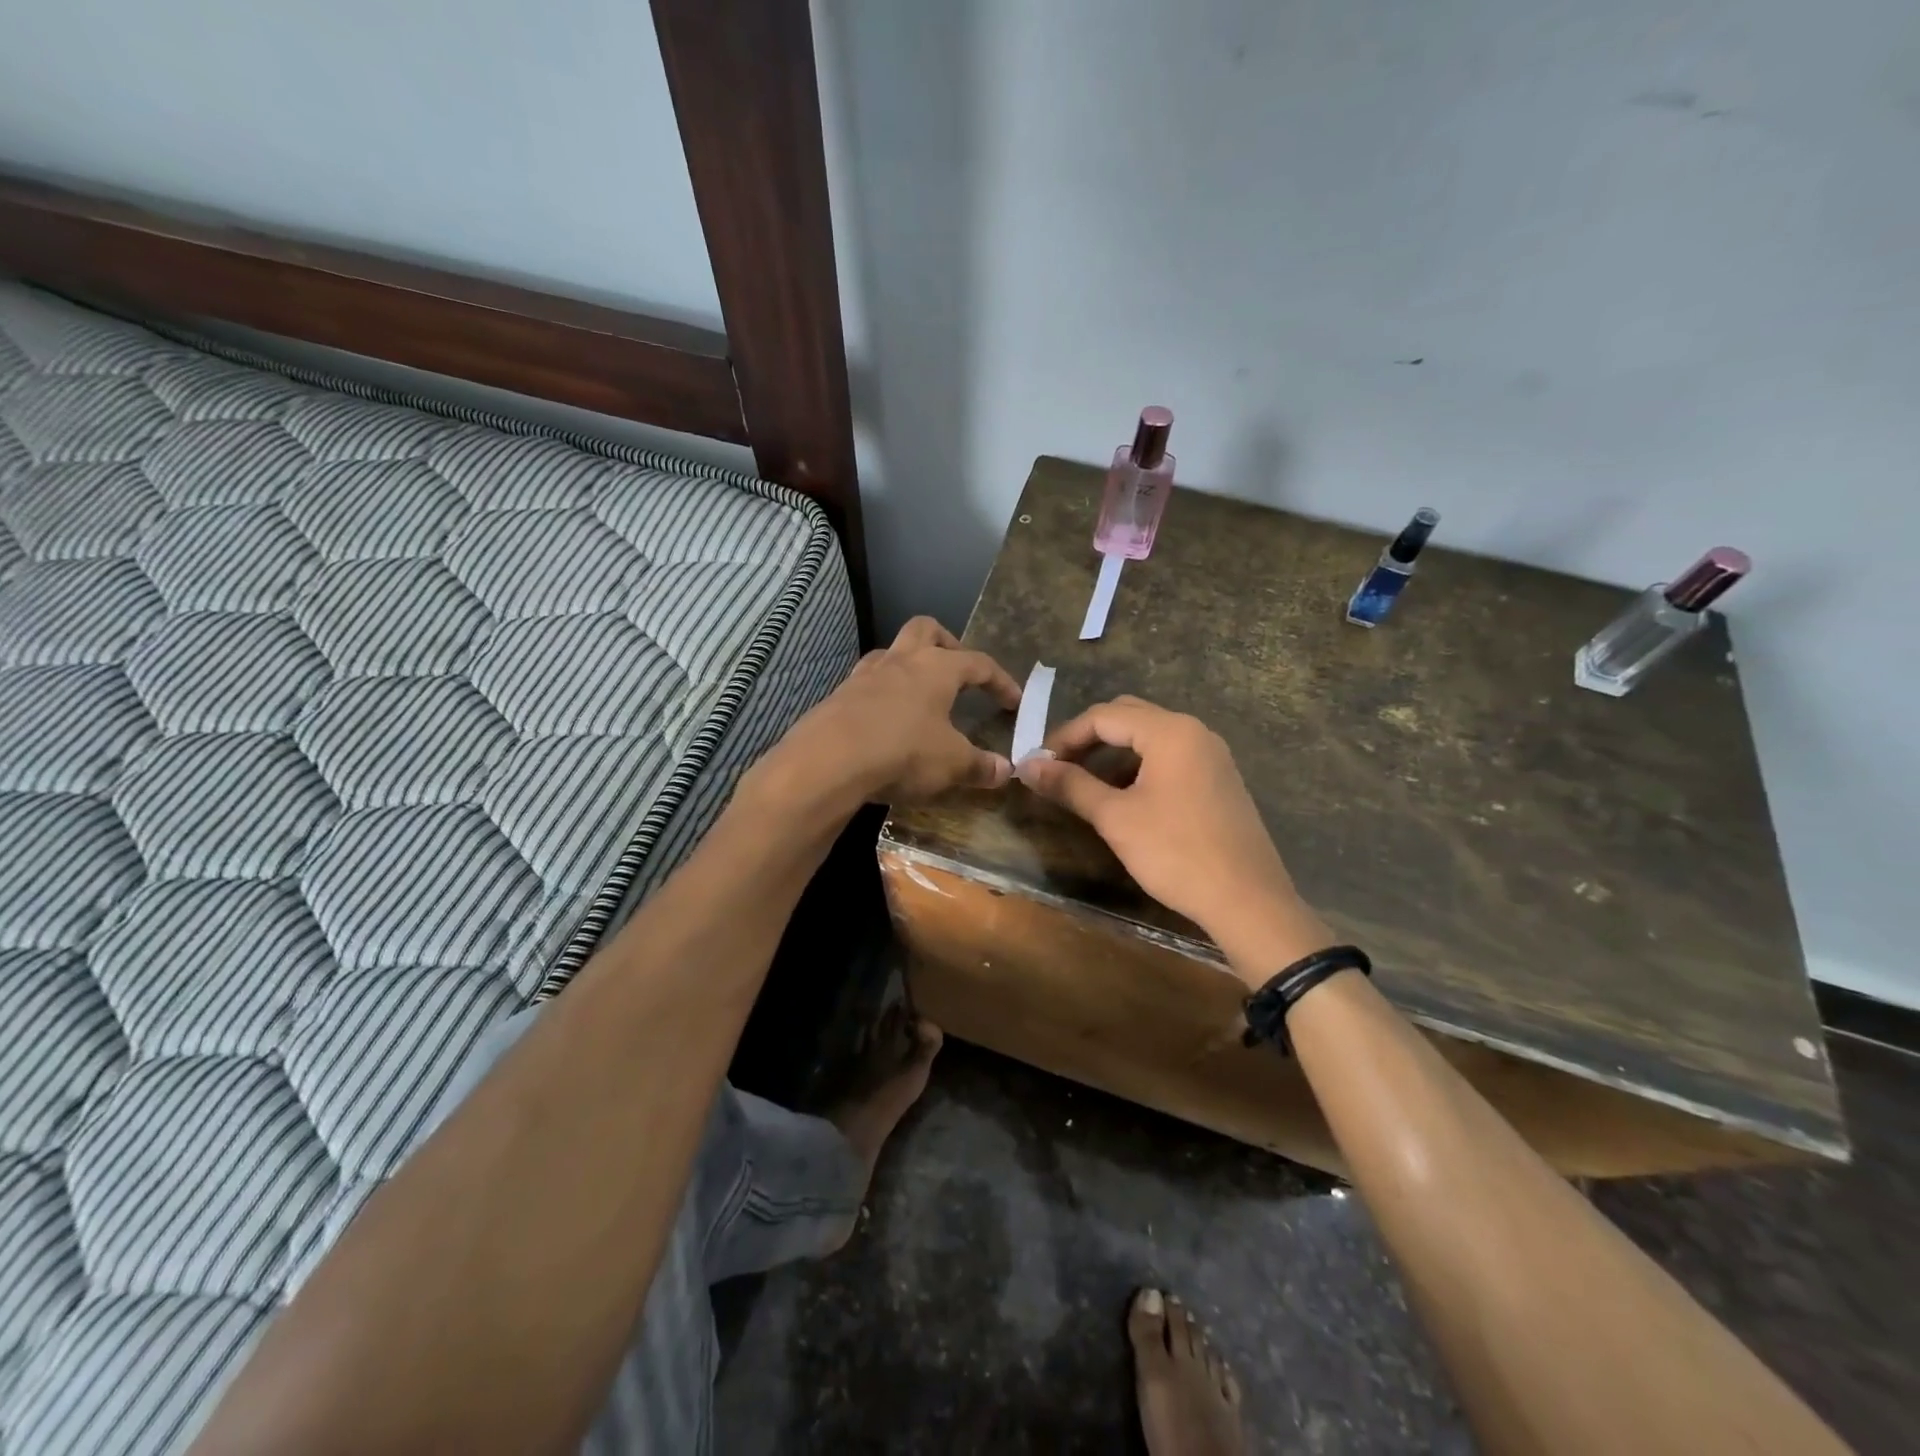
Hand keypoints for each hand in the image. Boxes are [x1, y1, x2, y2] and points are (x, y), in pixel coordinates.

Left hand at [765, 617, 1021, 808]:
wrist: (828, 761)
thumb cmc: (903, 751)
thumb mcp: (951, 763)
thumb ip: (980, 765)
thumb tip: (1006, 771)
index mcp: (937, 668)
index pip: (979, 663)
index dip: (1000, 681)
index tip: (1014, 701)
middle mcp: (901, 661)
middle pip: (926, 629)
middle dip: (946, 643)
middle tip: (957, 670)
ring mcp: (864, 675)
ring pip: (891, 652)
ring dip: (908, 666)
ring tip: (918, 694)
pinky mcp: (838, 697)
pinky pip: (865, 684)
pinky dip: (881, 694)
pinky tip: (884, 720)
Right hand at [1015, 697, 1331, 980]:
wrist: (1248, 901)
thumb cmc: (1176, 853)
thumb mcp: (1115, 818)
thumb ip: (1070, 785)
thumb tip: (1027, 765)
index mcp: (1170, 732)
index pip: (1104, 716)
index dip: (1065, 737)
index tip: (1039, 764)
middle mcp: (1194, 732)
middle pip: (1128, 717)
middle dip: (1088, 739)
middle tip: (1059, 768)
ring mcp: (1211, 755)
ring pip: (1150, 737)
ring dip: (1113, 754)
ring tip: (1085, 786)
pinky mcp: (1219, 779)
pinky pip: (1170, 757)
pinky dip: (1139, 767)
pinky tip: (1124, 798)